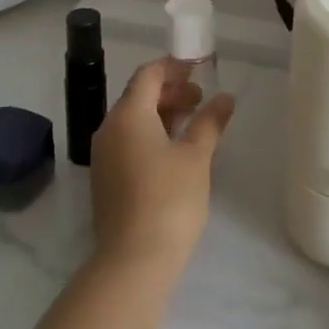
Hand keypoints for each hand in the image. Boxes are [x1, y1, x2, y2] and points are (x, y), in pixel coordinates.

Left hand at [89, 59, 234, 274]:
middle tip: (201, 98)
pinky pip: (129, 141)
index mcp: (128, 114)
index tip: (199, 69)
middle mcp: (109, 128)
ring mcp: (104, 155)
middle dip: (171, 92)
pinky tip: (175, 151)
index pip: (148, 74)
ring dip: (162, 114)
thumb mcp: (197, 156)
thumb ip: (210, 121)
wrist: (133, 261)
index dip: (174, 67)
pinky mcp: (106, 179)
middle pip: (139, 95)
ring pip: (133, 120)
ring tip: (193, 123)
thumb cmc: (169, 199)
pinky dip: (151, 134)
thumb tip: (224, 97)